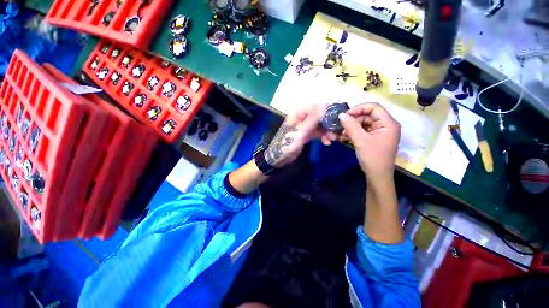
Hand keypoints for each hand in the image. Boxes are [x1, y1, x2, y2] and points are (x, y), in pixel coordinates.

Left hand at [265, 104, 333, 167]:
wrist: (280, 157)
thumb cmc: (288, 143)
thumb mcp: (301, 131)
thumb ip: (313, 119)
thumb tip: (325, 106)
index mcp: (298, 114)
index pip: (315, 107)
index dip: (327, 110)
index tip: (339, 115)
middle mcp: (302, 118)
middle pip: (319, 117)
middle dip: (328, 124)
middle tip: (338, 131)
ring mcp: (304, 126)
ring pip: (319, 126)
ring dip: (327, 131)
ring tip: (333, 139)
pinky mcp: (306, 134)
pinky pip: (317, 133)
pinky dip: (322, 136)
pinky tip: (327, 142)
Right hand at [338, 103, 400, 181]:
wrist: (378, 176)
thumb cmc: (372, 158)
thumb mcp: (360, 140)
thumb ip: (351, 126)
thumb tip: (341, 115)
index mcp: (388, 123)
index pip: (374, 107)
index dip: (359, 108)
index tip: (345, 115)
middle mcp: (387, 125)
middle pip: (369, 115)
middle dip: (354, 119)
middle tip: (342, 126)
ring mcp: (381, 132)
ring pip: (365, 123)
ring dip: (353, 127)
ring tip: (342, 134)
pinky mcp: (376, 138)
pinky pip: (364, 130)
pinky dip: (355, 132)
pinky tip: (346, 137)